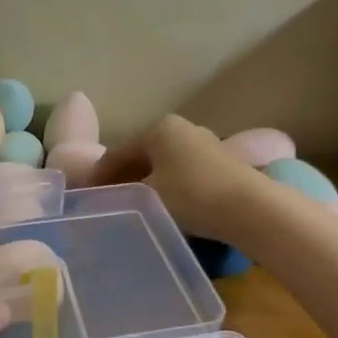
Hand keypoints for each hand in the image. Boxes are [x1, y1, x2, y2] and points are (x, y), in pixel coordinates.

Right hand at [94, 115, 267, 243]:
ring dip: (149, 184)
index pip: (118, 153)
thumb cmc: (191, 196)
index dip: (99, 176)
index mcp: (158, 129)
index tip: (86, 196)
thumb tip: (104, 199)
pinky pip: (184, 174)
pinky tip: (167, 208)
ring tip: (136, 208)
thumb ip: (121, 194)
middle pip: (143, 156)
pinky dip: (170, 188)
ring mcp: (206, 144)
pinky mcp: (224, 164)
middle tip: (109, 202)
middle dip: (125, 178)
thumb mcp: (147, 197)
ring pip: (165, 165)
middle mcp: (182, 129)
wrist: (251, 209)